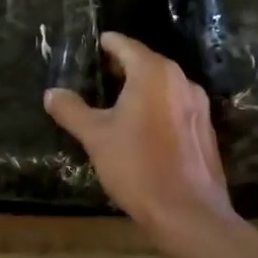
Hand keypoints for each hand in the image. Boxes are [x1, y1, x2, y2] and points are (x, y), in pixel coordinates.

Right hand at [45, 33, 233, 230]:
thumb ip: (71, 110)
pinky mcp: (205, 129)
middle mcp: (180, 80)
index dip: (106, 44)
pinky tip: (141, 127)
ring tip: (115, 101)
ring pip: (163, 85)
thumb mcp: (95, 137)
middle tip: (96, 75)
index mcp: (154, 73)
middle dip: (122, 66)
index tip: (91, 46)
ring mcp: (198, 105)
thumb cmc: (137, 166)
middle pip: (146, 62)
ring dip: (140, 88)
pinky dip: (156, 107)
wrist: (188, 213)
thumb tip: (51, 93)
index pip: (125, 45)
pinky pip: (175, 105)